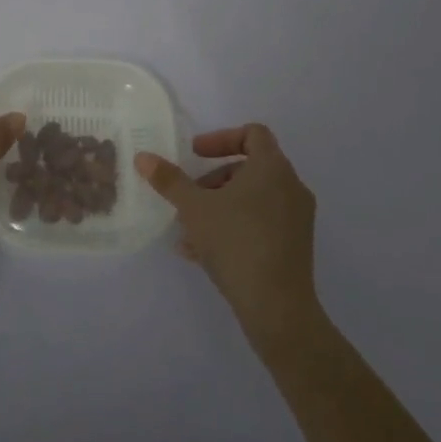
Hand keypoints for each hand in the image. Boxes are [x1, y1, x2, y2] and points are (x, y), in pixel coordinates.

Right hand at [135, 124, 320, 345]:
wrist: (277, 307)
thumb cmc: (236, 243)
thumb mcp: (194, 208)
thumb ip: (169, 180)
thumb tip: (143, 157)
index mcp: (273, 169)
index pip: (253, 134)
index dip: (221, 138)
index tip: (195, 154)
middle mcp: (291, 187)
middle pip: (249, 168)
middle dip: (213, 179)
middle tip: (189, 195)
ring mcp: (297, 218)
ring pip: (252, 199)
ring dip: (219, 205)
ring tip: (188, 230)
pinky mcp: (294, 245)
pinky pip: (260, 223)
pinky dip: (233, 226)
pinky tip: (200, 252)